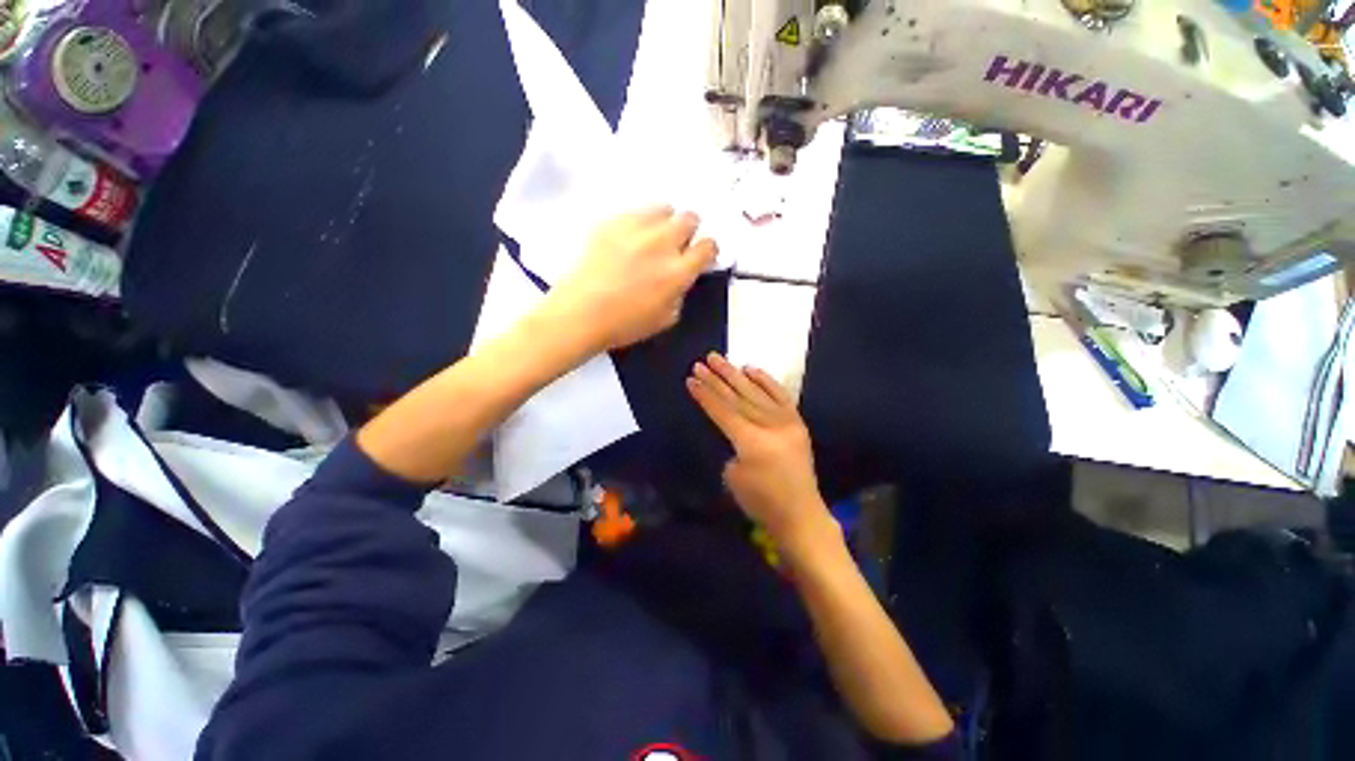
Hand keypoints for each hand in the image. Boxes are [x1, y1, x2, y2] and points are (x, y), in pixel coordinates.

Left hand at [546, 207, 718, 351]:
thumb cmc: (621, 324)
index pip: (708, 246)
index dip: (706, 250)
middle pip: (689, 219)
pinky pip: (635, 212)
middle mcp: (662, 244)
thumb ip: (680, 292)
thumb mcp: (664, 319)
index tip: (699, 255)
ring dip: (663, 221)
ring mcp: (636, 229)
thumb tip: (681, 277)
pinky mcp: (612, 222)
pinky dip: (636, 222)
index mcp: (678, 271)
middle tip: (675, 244)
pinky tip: (626, 238)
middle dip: (687, 230)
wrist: (578, 313)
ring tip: (650, 236)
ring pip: (664, 209)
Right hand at [687, 353, 834, 556]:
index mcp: (751, 442)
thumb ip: (733, 449)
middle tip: (701, 362)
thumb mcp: (734, 478)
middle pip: (739, 398)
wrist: (799, 513)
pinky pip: (781, 396)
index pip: (724, 412)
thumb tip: (737, 434)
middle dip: (717, 380)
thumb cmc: (761, 503)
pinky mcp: (798, 424)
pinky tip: (751, 369)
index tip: (691, 379)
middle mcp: (770, 427)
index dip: (706, 395)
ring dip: (737, 375)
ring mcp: (787, 423)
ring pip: (757, 393)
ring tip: (719, 359)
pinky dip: (766, 381)